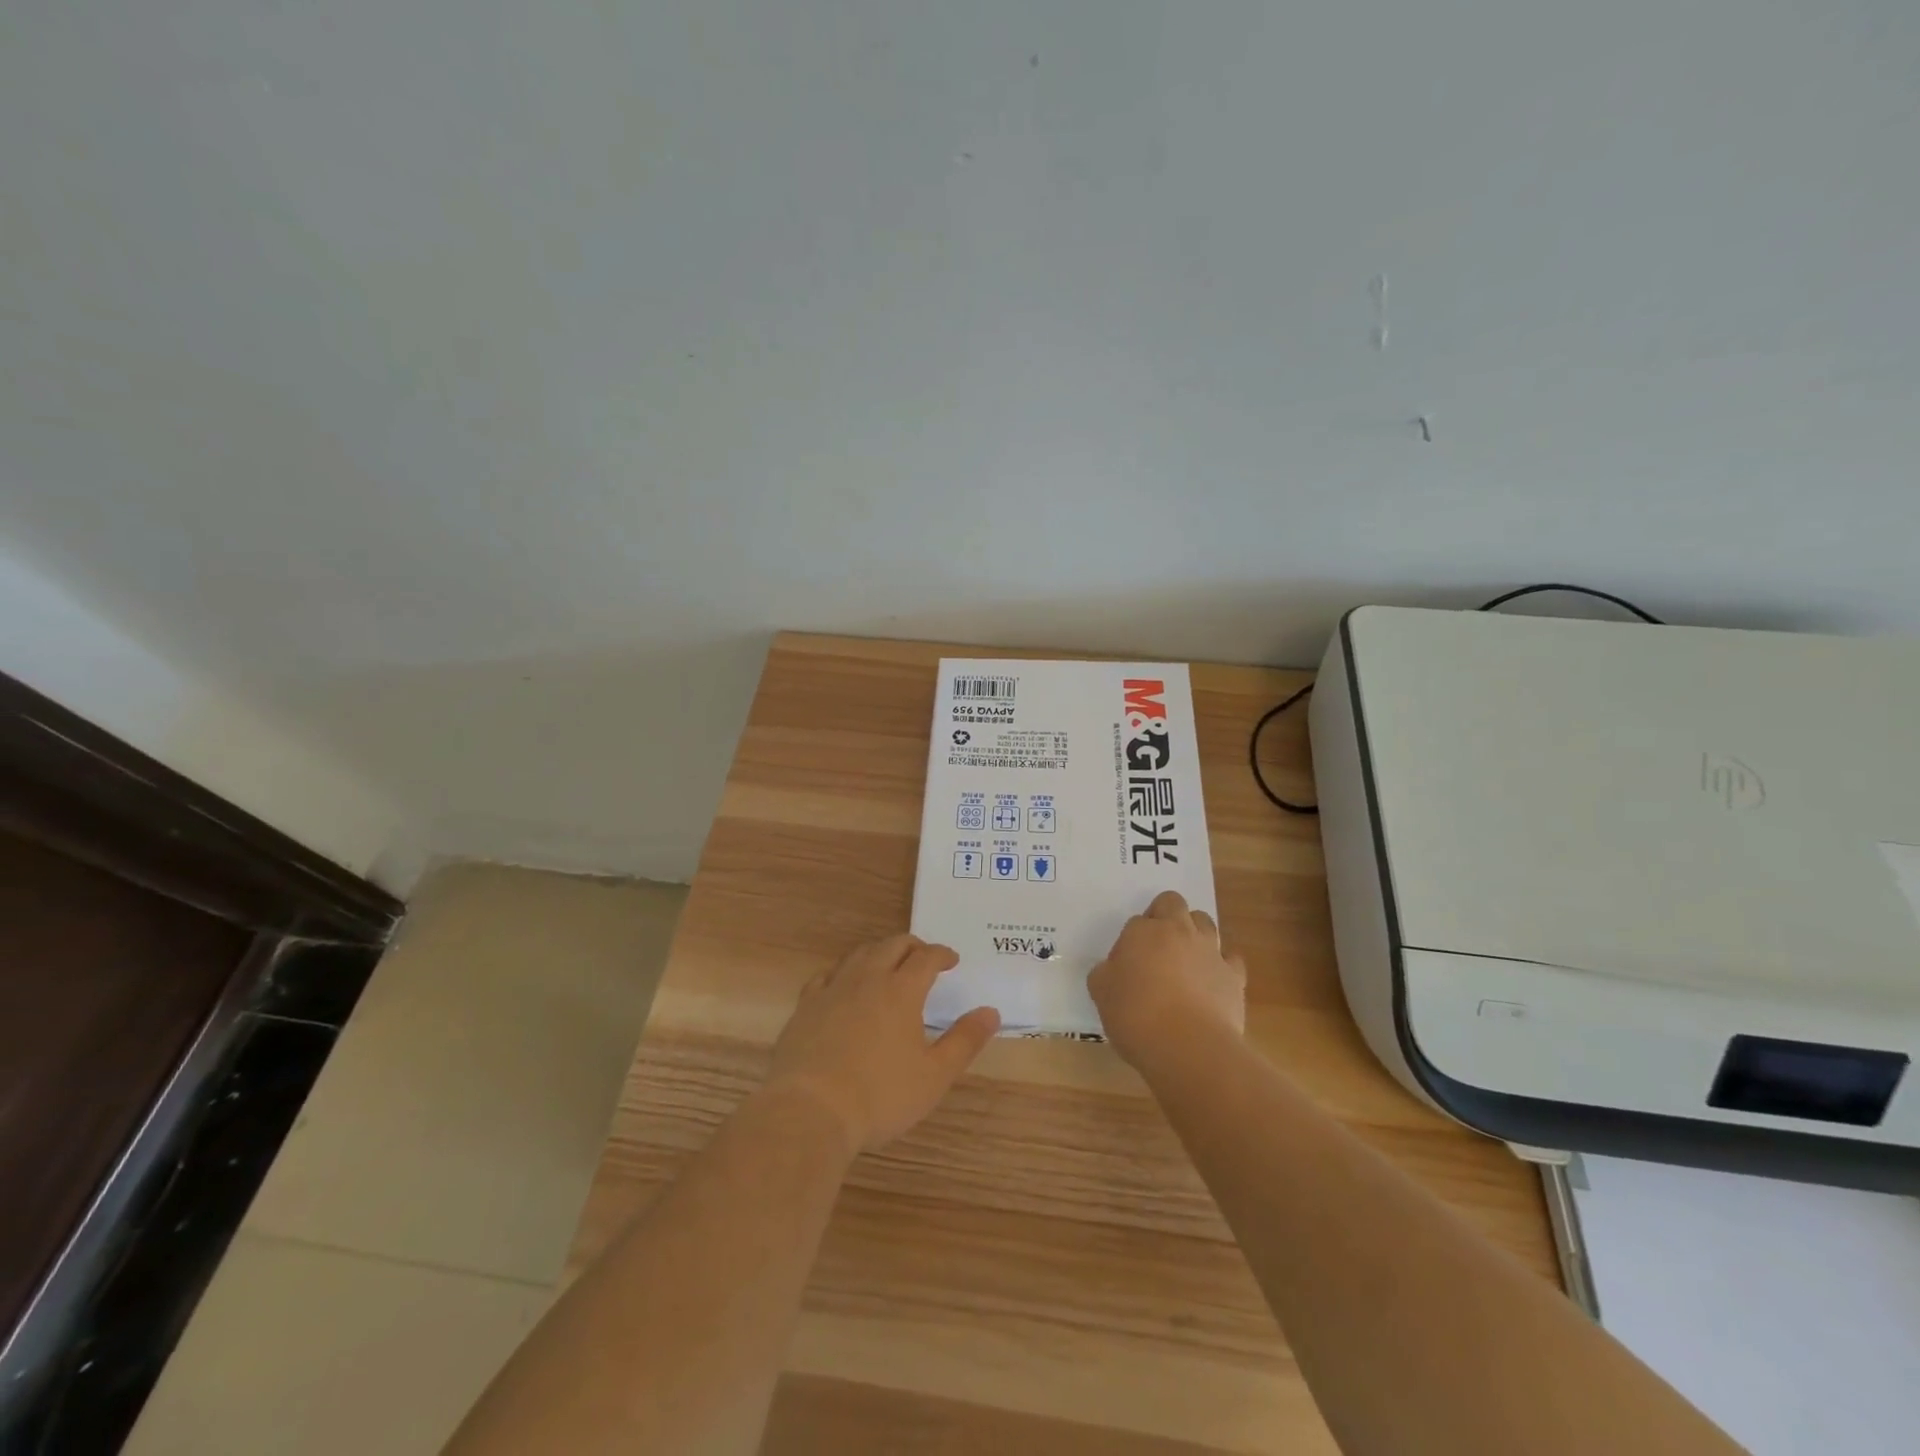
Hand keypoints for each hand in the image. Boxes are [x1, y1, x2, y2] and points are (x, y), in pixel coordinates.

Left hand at [766, 934, 1000, 1154]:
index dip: (942, 954)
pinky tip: (845, 984)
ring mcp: (833, 988)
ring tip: (888, 965)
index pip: (926, 957)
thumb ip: (964, 1041)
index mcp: (901, 990)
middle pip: (892, 945)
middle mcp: (867, 978)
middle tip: (924, 958)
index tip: (952, 960)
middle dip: (913, 946)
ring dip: (879, 952)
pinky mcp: (806, 1005)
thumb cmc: (880, 1096)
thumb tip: (991, 1012)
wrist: (810, 1110)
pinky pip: (828, 974)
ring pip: (859, 954)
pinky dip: (845, 971)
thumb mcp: (934, 1075)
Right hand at [1088, 890, 1245, 1064]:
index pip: (1136, 922)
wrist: (1189, 1046)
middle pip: (1173, 903)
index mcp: (1142, 931)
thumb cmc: (1136, 1015)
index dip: (1131, 942)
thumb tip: (1112, 971)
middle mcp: (1178, 931)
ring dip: (1195, 934)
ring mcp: (1210, 950)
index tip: (1127, 967)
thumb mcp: (1101, 994)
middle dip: (1165, 915)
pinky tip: (1212, 982)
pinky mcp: (1234, 975)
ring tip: (1186, 961)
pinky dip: (1221, 964)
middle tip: (1156, 947)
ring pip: (1205, 922)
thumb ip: (1105, 974)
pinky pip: (1230, 958)